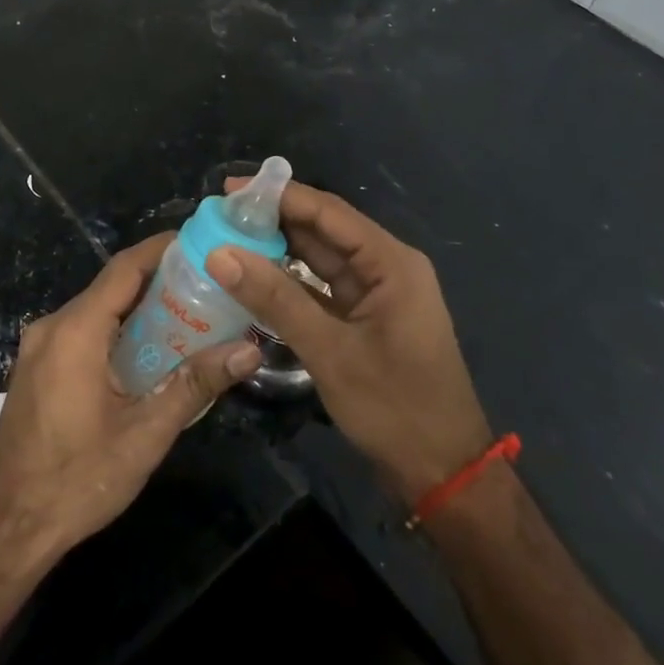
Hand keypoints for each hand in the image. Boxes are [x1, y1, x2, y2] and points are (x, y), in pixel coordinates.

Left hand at [0, 233, 262, 560]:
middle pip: (111, 287)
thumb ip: (195, 385)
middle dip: (158, 281)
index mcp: (75, 330)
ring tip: (188, 315)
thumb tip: (248, 351)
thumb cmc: (76, 480)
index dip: (162, 249)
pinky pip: (81, 333)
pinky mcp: (35, 369)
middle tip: (208, 285)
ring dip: (138, 309)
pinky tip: (147, 352)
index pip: (124, 268)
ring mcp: (38, 348)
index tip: (201, 242)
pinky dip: (115, 331)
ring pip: (96, 310)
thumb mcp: (144, 434)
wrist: (4, 529)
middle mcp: (52, 327)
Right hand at [207, 180, 491, 502]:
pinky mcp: (365, 319)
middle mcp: (386, 268)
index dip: (279, 196)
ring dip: (278, 250)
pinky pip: (322, 288)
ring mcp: (376, 295)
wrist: (443, 474)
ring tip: (228, 239)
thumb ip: (275, 299)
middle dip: (273, 220)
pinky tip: (254, 278)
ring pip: (320, 260)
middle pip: (324, 231)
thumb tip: (220, 254)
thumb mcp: (330, 351)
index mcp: (391, 263)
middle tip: (220, 216)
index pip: (329, 212)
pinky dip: (290, 282)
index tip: (229, 190)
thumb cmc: (395, 407)